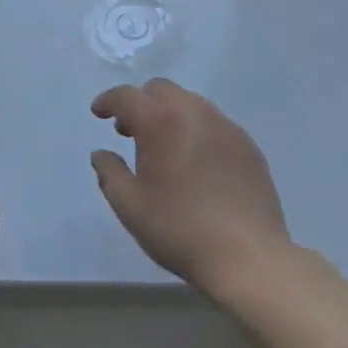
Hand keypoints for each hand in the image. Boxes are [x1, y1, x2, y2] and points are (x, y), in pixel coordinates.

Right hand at [91, 79, 292, 297]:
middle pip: (161, 90)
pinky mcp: (248, 145)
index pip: (127, 96)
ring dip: (169, 114)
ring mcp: (226, 126)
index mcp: (161, 121)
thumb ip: (110, 173)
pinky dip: (196, 130)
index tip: (98, 112)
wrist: (248, 257)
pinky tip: (196, 162)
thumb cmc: (180, 229)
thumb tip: (101, 154)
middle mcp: (195, 112)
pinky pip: (214, 123)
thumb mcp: (130, 206)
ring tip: (164, 147)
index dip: (108, 100)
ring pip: (190, 102)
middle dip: (140, 103)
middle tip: (130, 131)